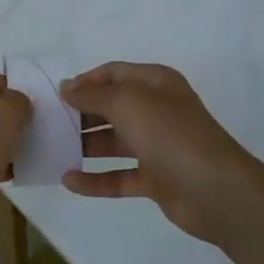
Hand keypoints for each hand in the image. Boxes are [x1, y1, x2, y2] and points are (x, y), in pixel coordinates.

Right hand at [59, 63, 261, 243]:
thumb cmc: (170, 134)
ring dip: (84, 146)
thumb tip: (66, 87)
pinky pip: (119, 176)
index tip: (55, 96)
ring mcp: (157, 146)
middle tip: (48, 124)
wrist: (215, 190)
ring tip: (51, 151)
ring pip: (113, 142)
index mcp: (156, 84)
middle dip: (81, 114)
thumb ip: (93, 95)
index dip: (85, 81)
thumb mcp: (128, 103)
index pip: (114, 73)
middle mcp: (157, 110)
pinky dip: (95, 180)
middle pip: (111, 107)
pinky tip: (68, 181)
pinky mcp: (156, 179)